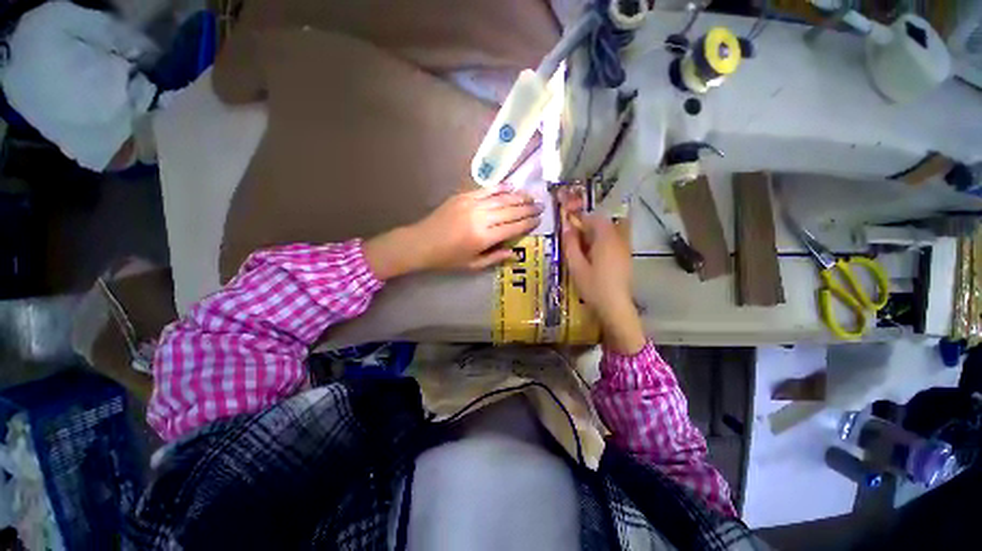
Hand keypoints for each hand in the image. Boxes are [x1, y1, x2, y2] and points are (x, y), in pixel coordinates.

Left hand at [365, 186, 541, 279]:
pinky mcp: (463, 196)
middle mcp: (481, 218)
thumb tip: (514, 252)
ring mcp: (471, 204)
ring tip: (531, 196)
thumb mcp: (472, 265)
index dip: (527, 223)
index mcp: (483, 237)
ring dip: (518, 196)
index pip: (513, 227)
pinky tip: (511, 186)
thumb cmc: (447, 258)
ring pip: (501, 198)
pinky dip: (500, 188)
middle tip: (541, 205)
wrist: (421, 243)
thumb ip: (495, 258)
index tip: (539, 219)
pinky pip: (486, 190)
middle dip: (528, 208)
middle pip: (510, 210)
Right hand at [559, 188, 645, 354]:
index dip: (581, 217)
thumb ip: (570, 245)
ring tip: (583, 246)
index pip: (594, 218)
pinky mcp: (626, 257)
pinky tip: (594, 255)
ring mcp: (625, 248)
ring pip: (611, 231)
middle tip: (574, 236)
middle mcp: (618, 239)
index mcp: (605, 239)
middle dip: (589, 225)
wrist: (615, 307)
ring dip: (596, 233)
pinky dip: (603, 241)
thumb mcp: (576, 266)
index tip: (569, 222)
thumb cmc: (593, 286)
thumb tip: (566, 227)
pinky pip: (615, 241)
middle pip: (604, 223)